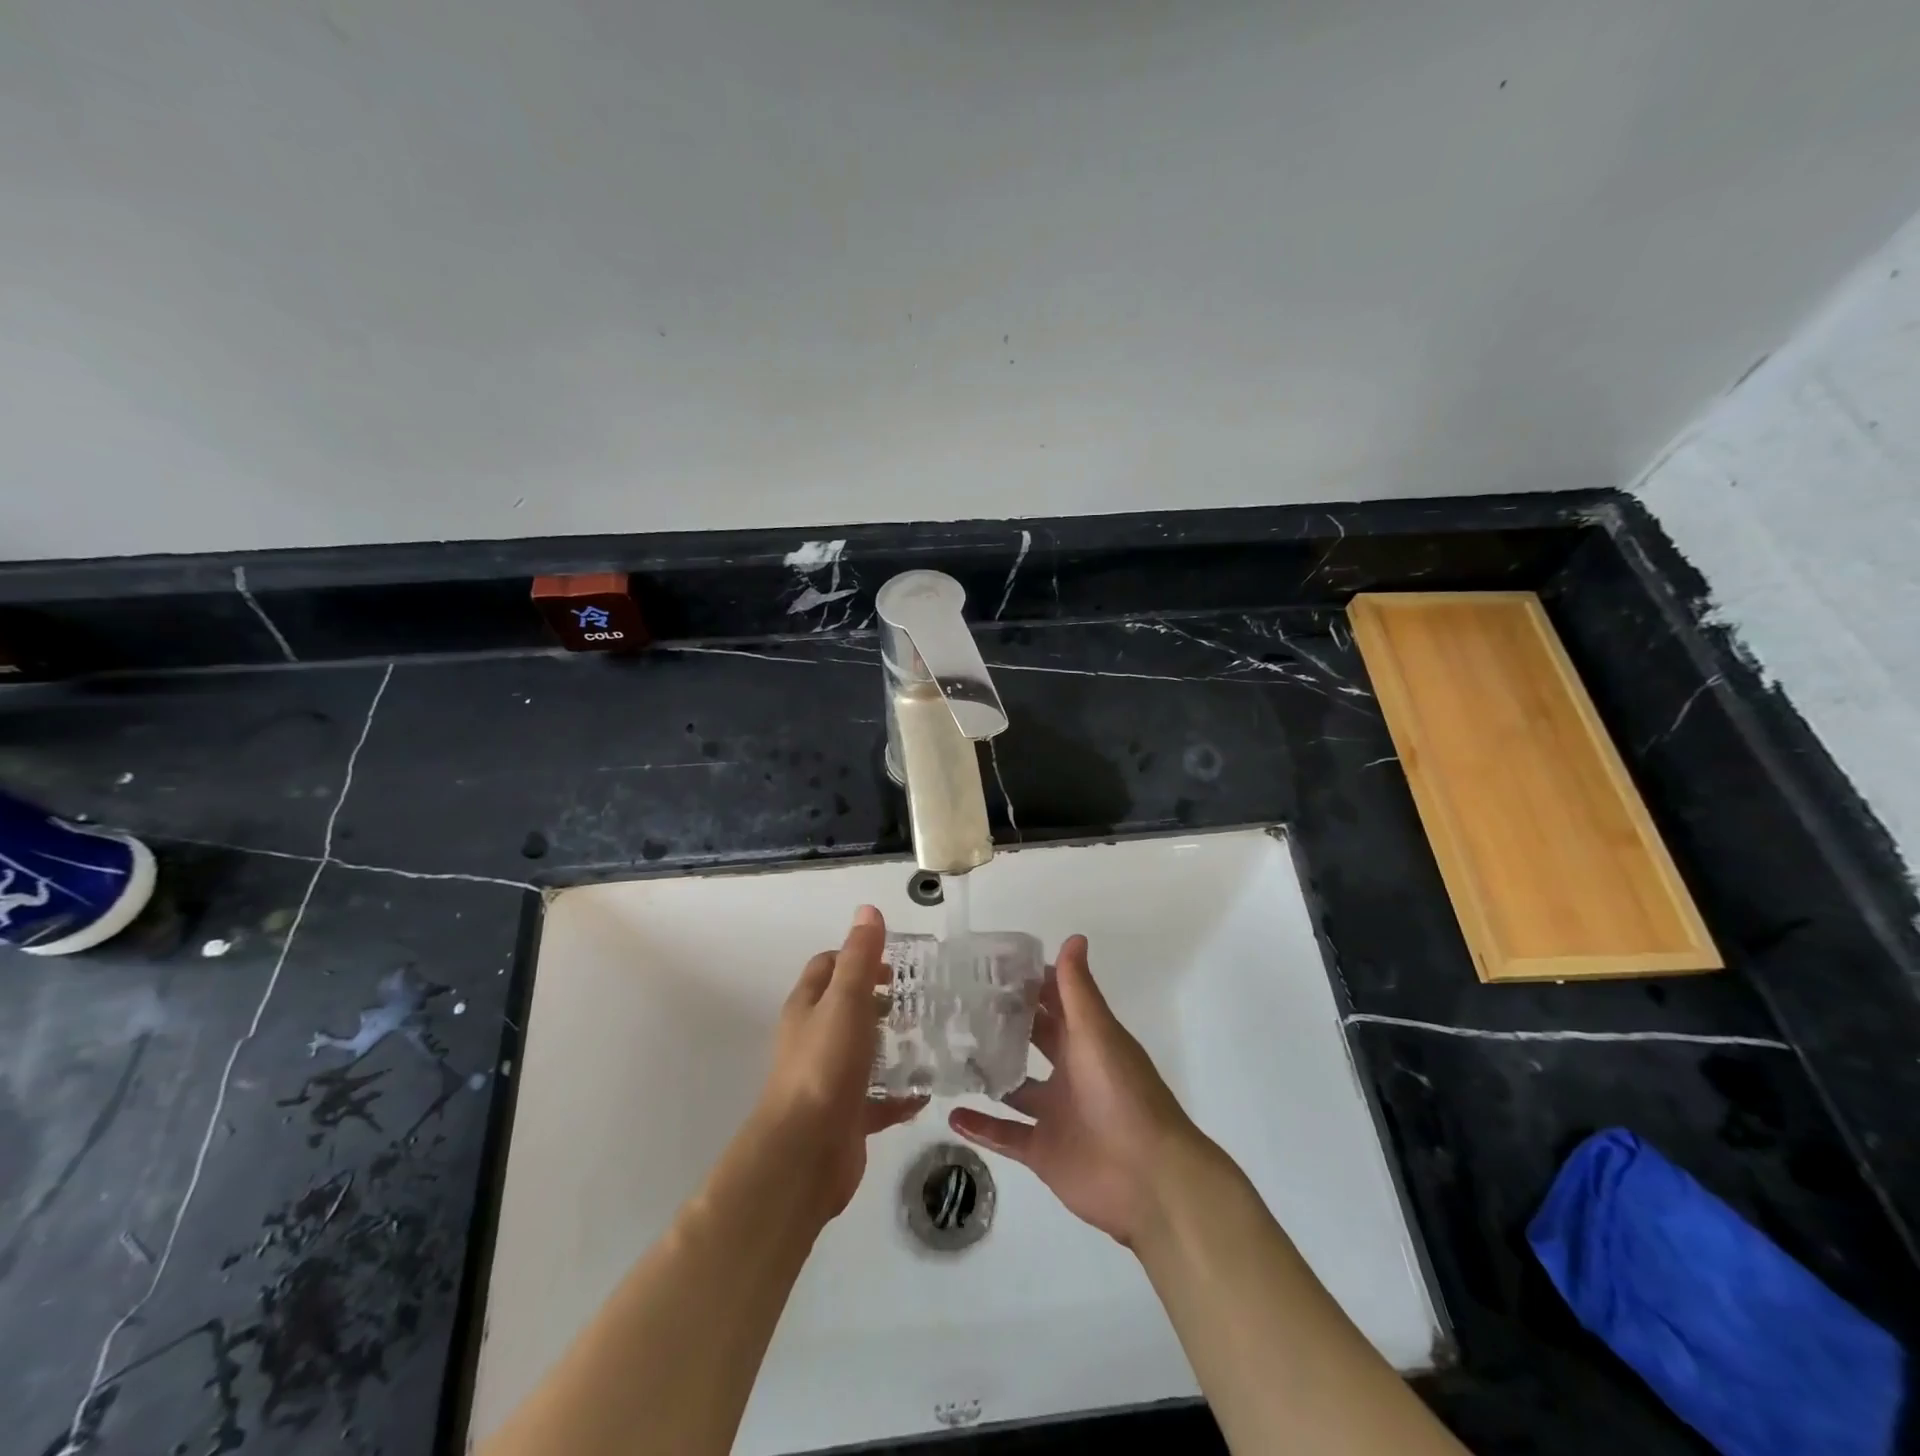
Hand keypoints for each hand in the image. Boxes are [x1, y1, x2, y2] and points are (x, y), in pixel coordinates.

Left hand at [749, 905, 925, 1221]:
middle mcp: (813, 1039)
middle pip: (846, 1008)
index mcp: (808, 1007)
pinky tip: (926, 1090)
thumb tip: (867, 910)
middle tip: (920, 999)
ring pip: (863, 1053)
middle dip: (880, 1000)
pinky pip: (877, 1099)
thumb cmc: (825, 1066)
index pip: (828, 966)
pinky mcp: (846, 1116)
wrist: (805, 1154)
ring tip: (931, 1037)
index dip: (857, 956)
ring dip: (892, 1046)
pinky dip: (899, 1093)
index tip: (896, 963)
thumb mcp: (845, 1001)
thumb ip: (859, 957)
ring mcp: (829, 1079)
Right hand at [949, 935, 1200, 1247]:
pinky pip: (1006, 1135)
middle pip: (1033, 1040)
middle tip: (959, 1003)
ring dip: (988, 1073)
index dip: (1029, 982)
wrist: (1149, 1177)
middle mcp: (1070, 1071)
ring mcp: (1055, 1113)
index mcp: (1086, 1040)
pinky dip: (981, 1128)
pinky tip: (951, 1115)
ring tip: (948, 1054)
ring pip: (1014, 1088)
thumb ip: (1078, 989)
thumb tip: (1073, 936)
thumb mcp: (1097, 1033)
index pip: (1055, 1001)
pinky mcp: (1043, 1151)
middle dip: (1004, 1022)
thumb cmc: (1123, 1094)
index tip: (990, 964)